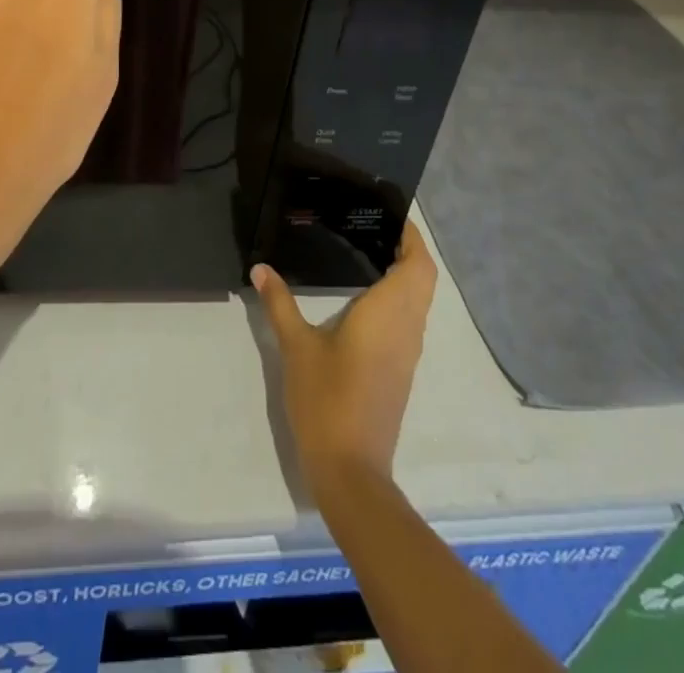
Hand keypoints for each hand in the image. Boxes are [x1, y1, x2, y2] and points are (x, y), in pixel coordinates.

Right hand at [251, 222, 437, 493]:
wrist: (351, 469)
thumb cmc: (326, 399)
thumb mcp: (296, 347)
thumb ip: (280, 303)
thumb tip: (260, 268)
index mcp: (388, 313)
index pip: (417, 265)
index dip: (412, 237)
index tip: (392, 215)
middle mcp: (407, 328)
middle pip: (423, 279)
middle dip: (409, 250)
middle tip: (375, 228)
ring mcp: (407, 353)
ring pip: (419, 301)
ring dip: (406, 275)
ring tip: (370, 252)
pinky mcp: (401, 370)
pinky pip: (410, 320)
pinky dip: (400, 298)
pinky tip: (366, 298)